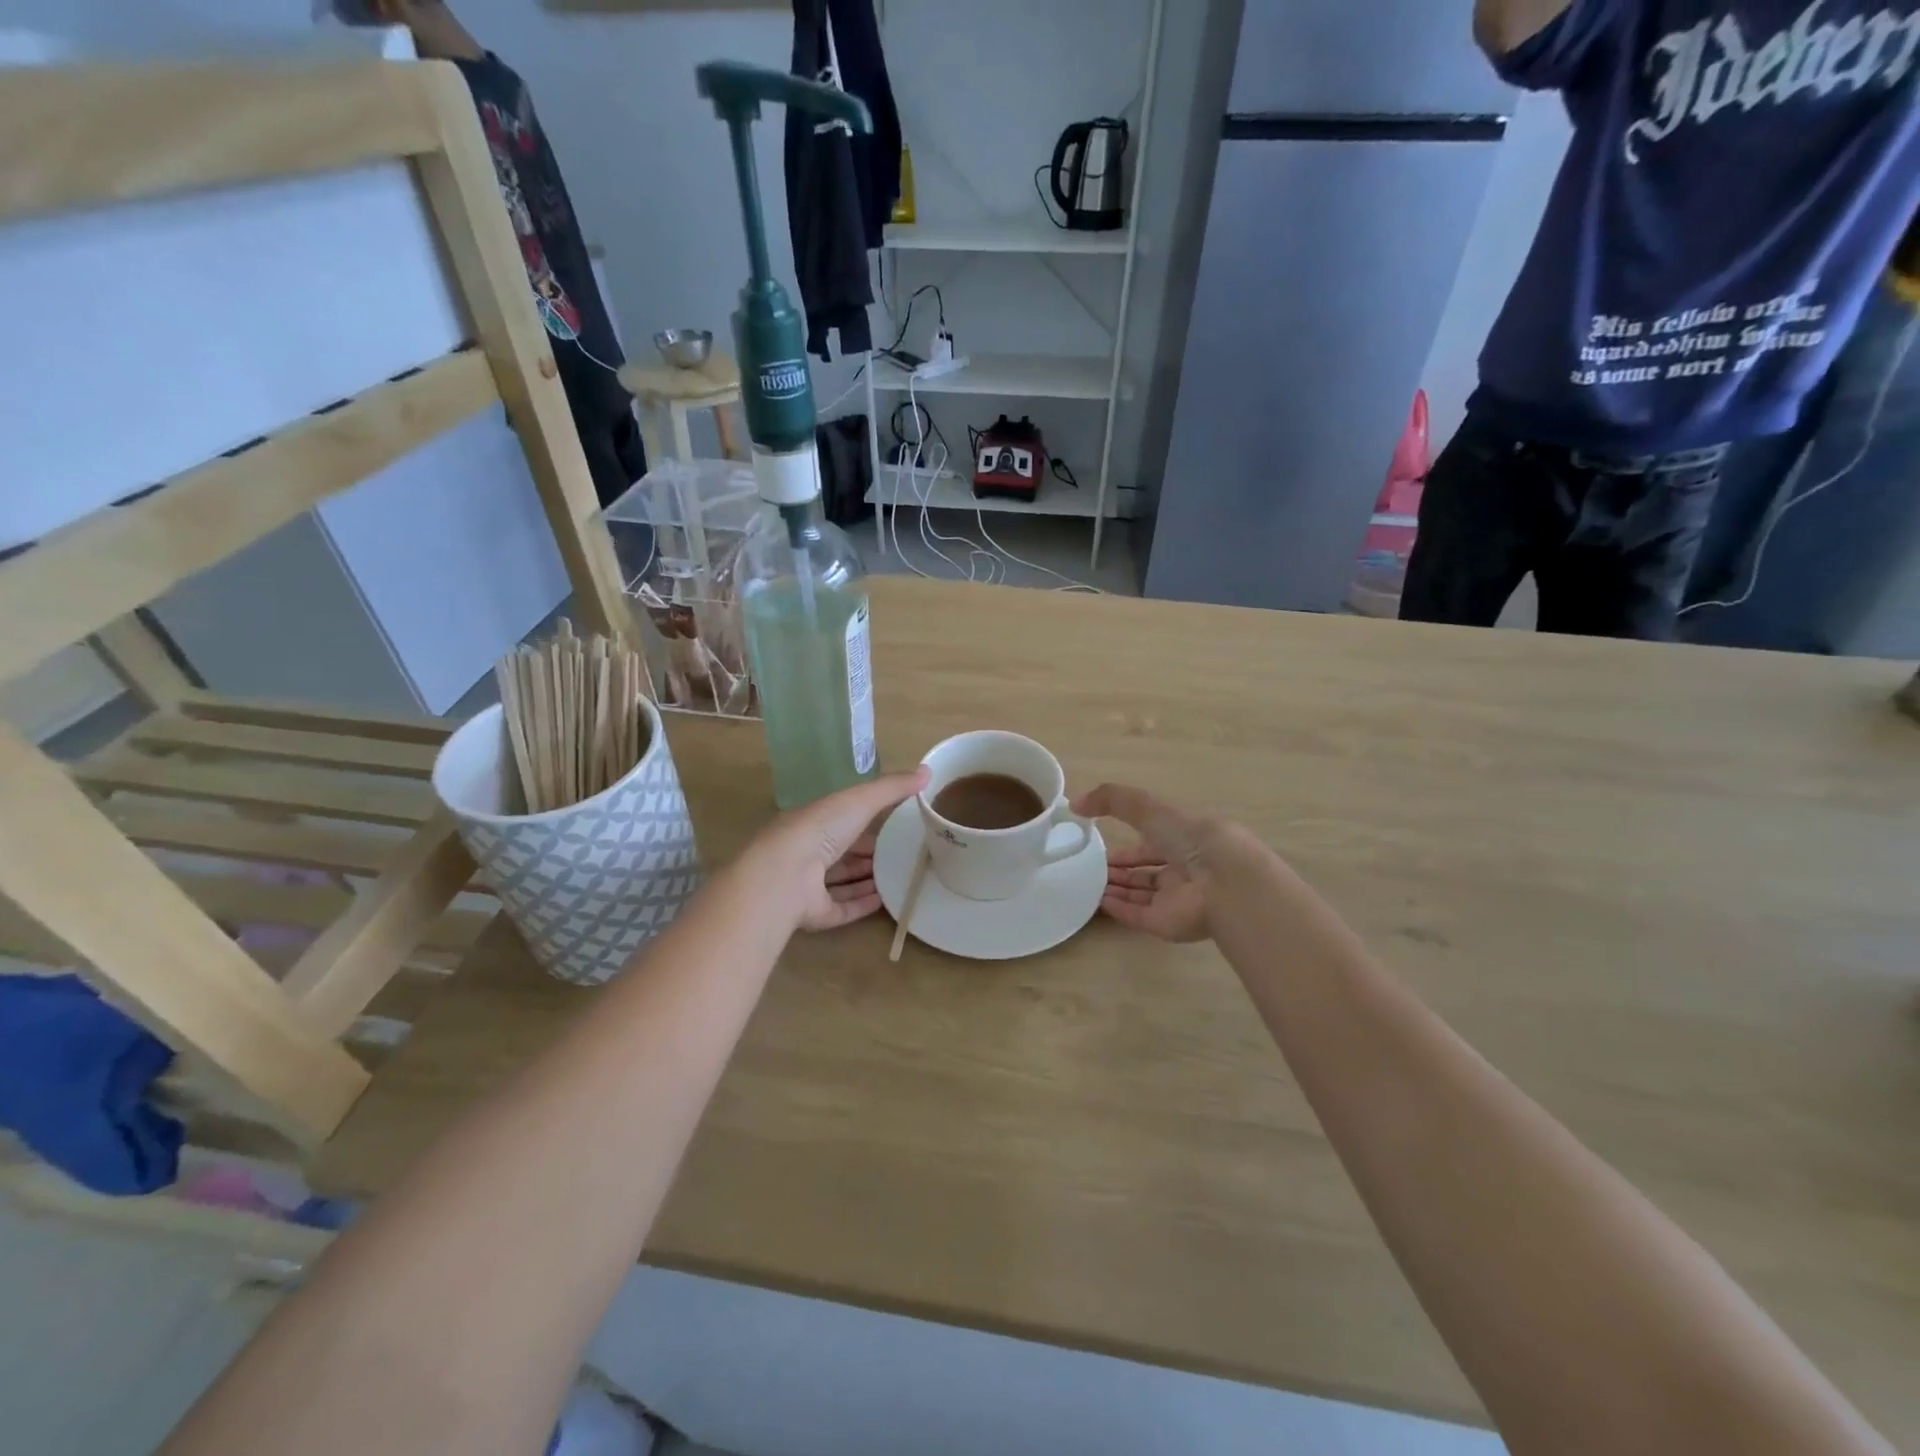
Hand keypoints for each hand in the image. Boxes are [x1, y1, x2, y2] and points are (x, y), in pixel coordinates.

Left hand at [752, 769, 930, 932]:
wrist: (785, 876)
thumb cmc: (820, 829)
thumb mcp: (860, 799)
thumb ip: (892, 787)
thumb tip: (928, 770)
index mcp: (813, 822)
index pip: (841, 820)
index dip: (865, 820)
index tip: (894, 823)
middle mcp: (808, 853)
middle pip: (842, 853)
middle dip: (868, 853)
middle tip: (901, 854)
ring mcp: (808, 886)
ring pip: (841, 882)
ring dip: (867, 879)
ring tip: (898, 877)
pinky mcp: (814, 914)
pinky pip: (842, 909)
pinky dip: (862, 905)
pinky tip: (886, 902)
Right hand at [1072, 783, 1222, 943]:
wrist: (1223, 882)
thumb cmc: (1190, 837)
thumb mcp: (1148, 807)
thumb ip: (1111, 799)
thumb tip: (1076, 803)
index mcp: (1185, 839)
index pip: (1152, 843)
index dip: (1127, 845)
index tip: (1099, 845)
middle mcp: (1183, 869)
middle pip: (1146, 871)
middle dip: (1120, 869)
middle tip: (1089, 868)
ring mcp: (1176, 899)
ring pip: (1141, 894)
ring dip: (1116, 888)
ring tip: (1086, 883)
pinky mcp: (1167, 924)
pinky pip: (1138, 916)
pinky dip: (1118, 908)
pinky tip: (1097, 901)